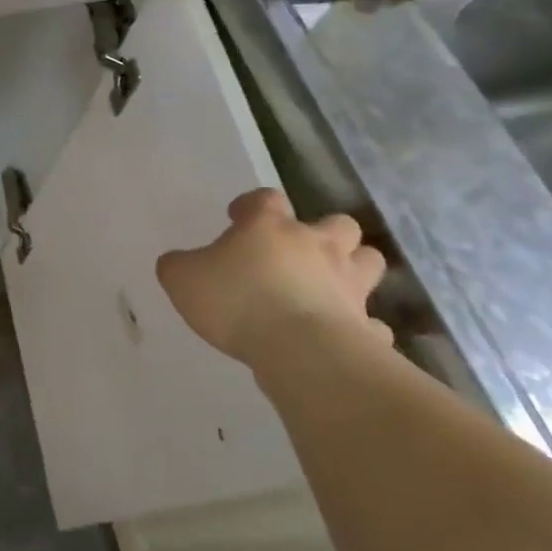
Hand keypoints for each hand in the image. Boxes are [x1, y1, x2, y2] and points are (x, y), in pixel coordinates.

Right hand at [156, 189, 389, 369]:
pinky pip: (373, 324)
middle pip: (338, 223)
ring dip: (354, 269)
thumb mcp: (183, 280)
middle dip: (325, 233)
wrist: (300, 352)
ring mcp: (349, 286)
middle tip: (300, 252)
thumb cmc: (237, 302)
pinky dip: (363, 327)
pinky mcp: (367, 328)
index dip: (252, 205)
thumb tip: (178, 263)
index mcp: (270, 227)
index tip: (238, 218)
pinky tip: (346, 336)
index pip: (265, 198)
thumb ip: (178, 266)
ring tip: (332, 286)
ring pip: (368, 262)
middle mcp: (316, 247)